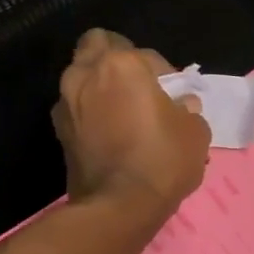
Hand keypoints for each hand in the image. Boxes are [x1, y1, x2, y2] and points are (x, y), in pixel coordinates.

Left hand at [53, 29, 210, 212]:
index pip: (148, 56)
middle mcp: (86, 74)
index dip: (165, 76)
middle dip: (117, 60)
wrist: (118, 207)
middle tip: (139, 88)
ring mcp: (66, 102)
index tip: (174, 98)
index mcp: (122, 65)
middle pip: (97, 45)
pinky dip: (90, 113)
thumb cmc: (162, 160)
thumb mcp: (195, 133)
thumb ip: (188, 110)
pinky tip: (109, 134)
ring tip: (122, 113)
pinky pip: (76, 108)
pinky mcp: (58, 131)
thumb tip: (181, 106)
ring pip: (82, 76)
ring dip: (99, 86)